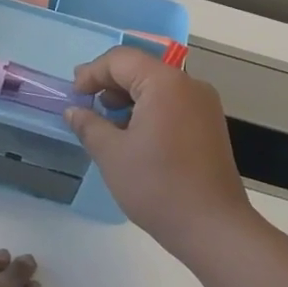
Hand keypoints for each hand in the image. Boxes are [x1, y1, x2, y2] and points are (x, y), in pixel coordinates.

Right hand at [65, 47, 253, 251]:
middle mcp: (189, 85)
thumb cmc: (157, 186)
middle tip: (84, 102)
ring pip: (158, 86)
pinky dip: (149, 109)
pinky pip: (173, 103)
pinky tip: (133, 134)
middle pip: (141, 68)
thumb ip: (89, 125)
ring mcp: (204, 105)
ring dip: (128, 96)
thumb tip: (74, 111)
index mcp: (165, 83)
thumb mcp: (112, 155)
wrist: (213, 227)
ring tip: (106, 121)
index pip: (121, 59)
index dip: (92, 73)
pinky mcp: (210, 125)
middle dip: (109, 82)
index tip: (74, 96)